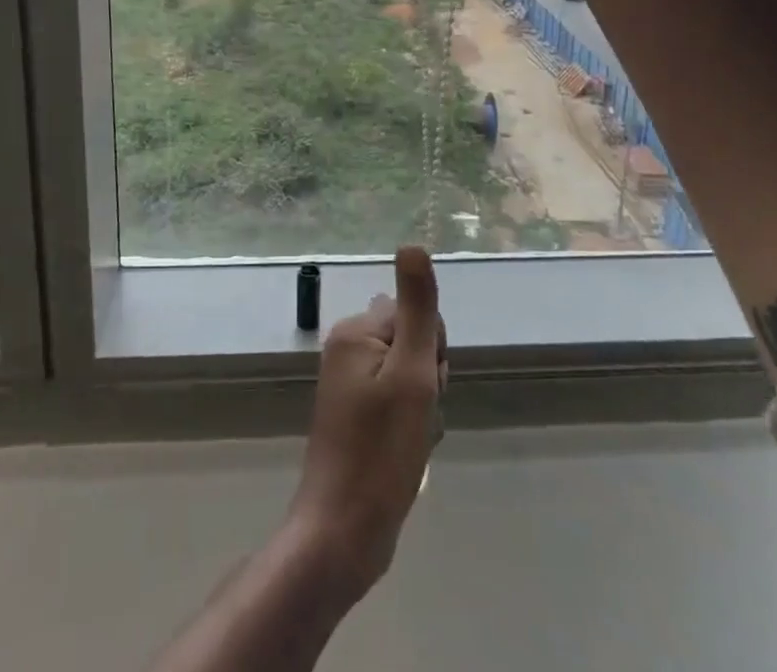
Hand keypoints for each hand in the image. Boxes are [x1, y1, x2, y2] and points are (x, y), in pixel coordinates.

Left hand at [287, 246, 447, 605]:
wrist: (344, 532)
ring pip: (410, 375)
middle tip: (417, 417)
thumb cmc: (381, 452)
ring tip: (412, 439)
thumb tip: (413, 244)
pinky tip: (407, 451)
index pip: (416, 316)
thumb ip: (418, 310)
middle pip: (413, 342)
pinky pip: (397, 400)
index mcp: (355, 331)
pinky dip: (411, 423)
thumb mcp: (411, 375)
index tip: (424, 387)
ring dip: (423, 405)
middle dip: (428, 378)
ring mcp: (349, 383)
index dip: (432, 352)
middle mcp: (347, 348)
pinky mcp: (355, 414)